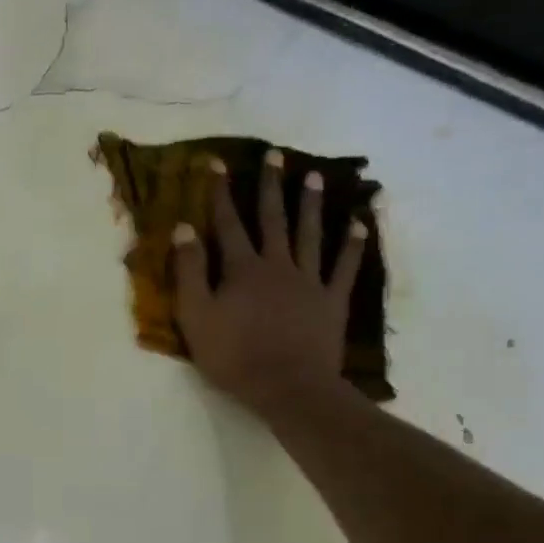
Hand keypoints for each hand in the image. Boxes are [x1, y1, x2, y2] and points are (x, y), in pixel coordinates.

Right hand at [173, 149, 367, 423]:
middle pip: (273, 219)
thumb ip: (189, 272)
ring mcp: (309, 281)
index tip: (217, 163)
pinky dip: (352, 245)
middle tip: (275, 156)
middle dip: (271, 186)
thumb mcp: (196, 317)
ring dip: (311, 204)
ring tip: (314, 176)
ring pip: (310, 234)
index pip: (228, 223)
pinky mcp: (332, 301)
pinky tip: (359, 224)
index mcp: (242, 269)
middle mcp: (277, 265)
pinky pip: (345, 267)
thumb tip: (183, 229)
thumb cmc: (234, 356)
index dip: (220, 193)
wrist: (288, 387)